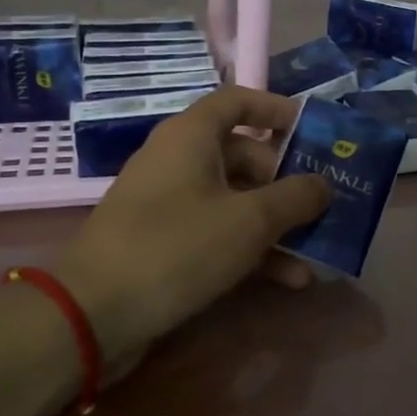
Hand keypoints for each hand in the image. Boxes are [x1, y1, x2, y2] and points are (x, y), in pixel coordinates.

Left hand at [49, 87, 330, 380]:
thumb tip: (323, 185)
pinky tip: (289, 279)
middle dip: (285, 180)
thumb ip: (295, 197)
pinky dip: (251, 249)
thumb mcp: (250, 220)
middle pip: (242, 155)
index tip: (311, 129)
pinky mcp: (163, 242)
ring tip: (315, 249)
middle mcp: (178, 160)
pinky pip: (217, 232)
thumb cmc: (177, 247)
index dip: (276, 109)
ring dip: (275, 224)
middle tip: (320, 204)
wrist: (93, 314)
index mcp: (191, 136)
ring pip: (234, 200)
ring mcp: (168, 203)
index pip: (237, 101)